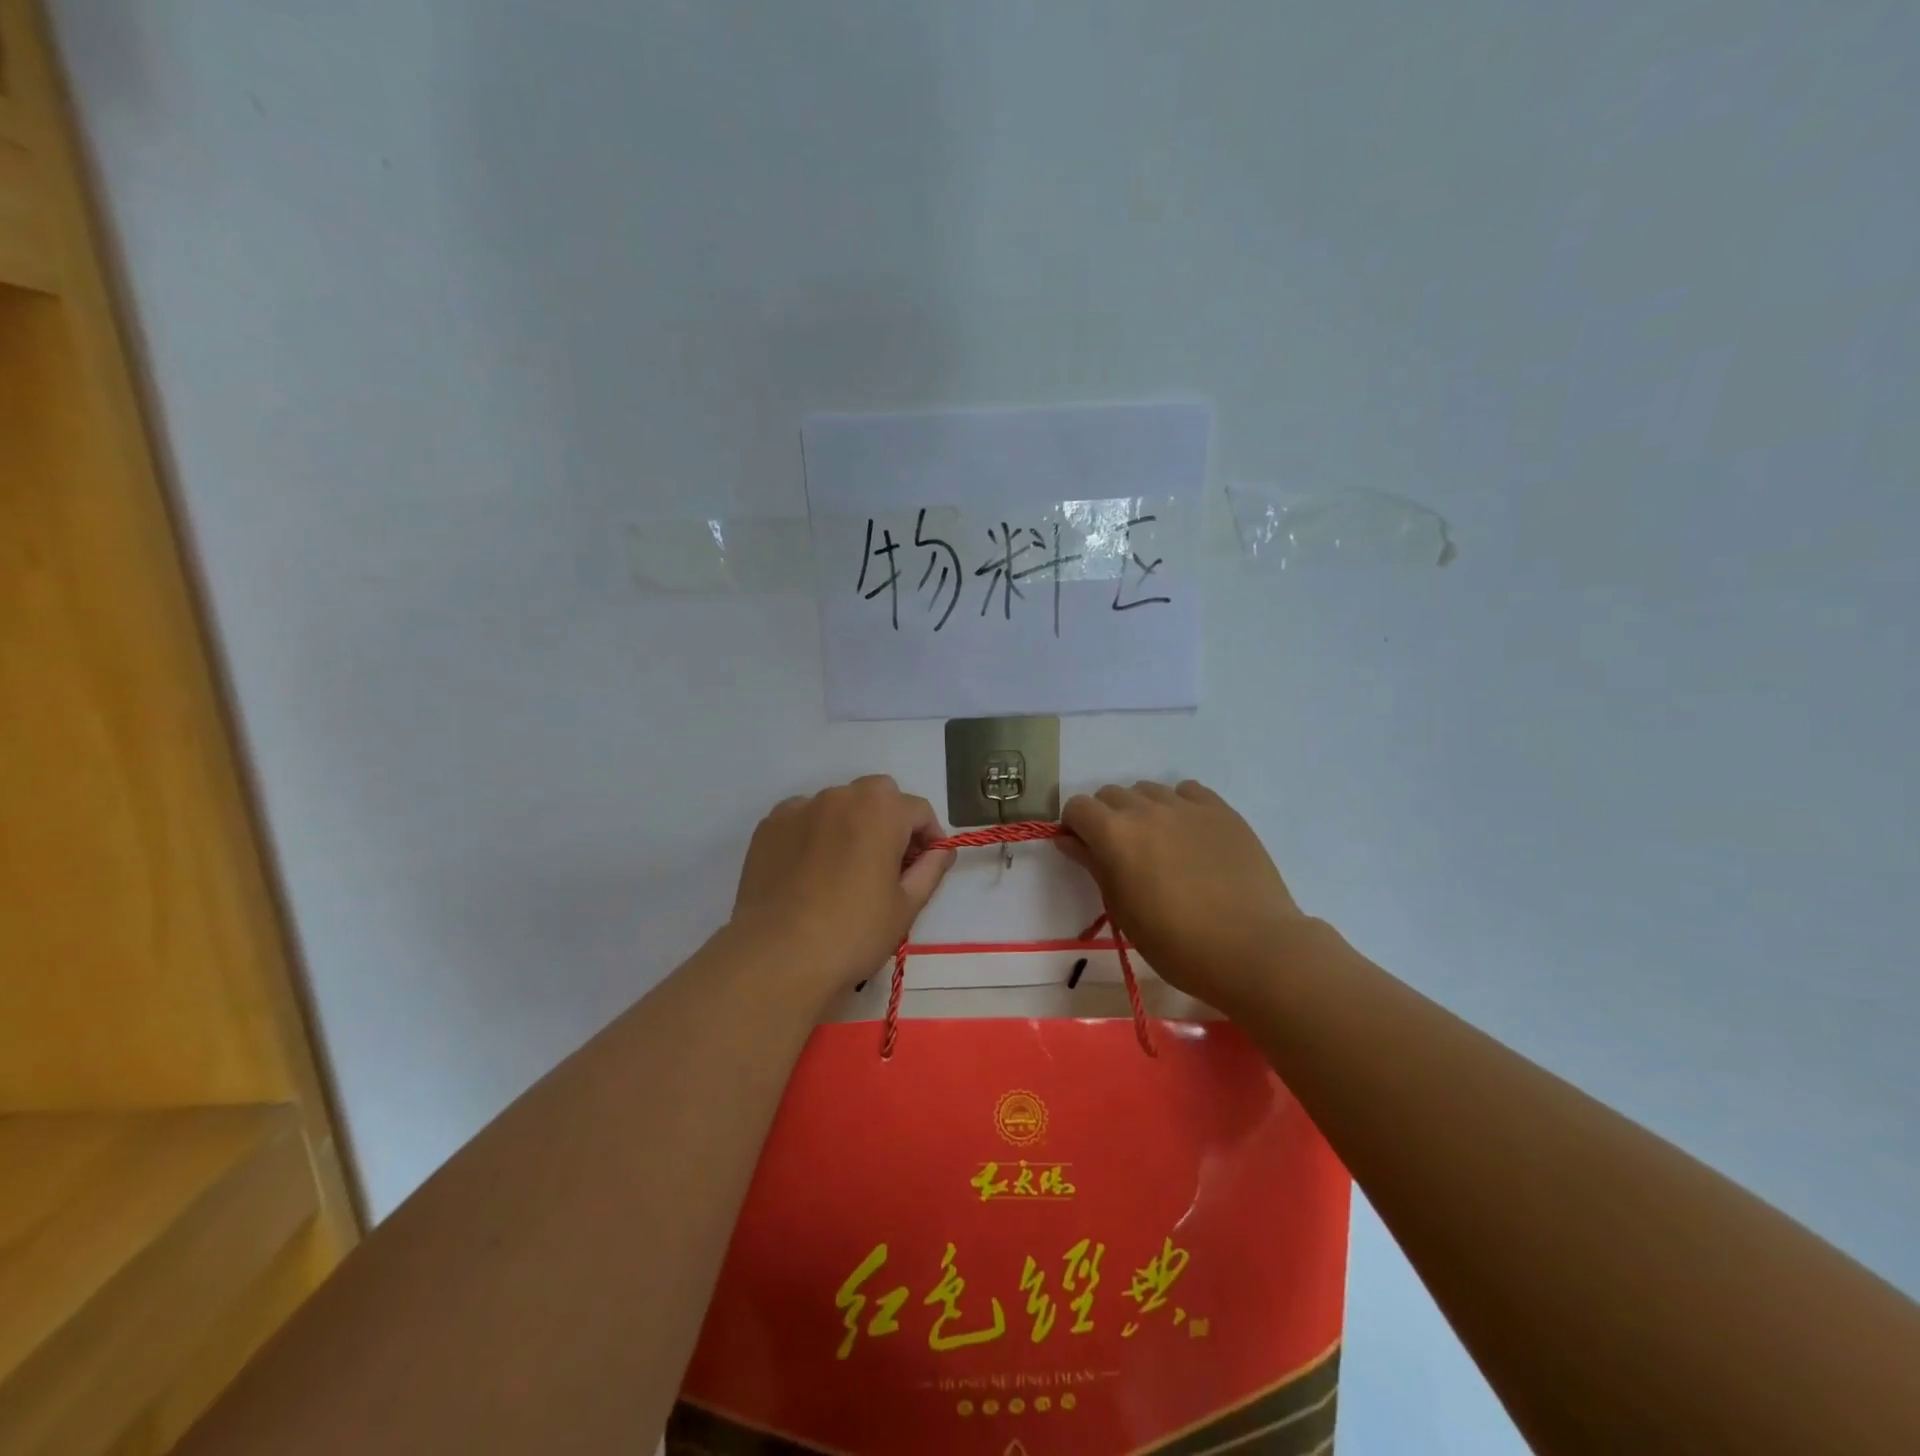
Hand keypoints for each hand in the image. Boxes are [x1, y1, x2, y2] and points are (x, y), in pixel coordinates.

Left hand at [730, 776, 954, 998]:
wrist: (777, 956)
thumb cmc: (853, 932)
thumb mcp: (906, 906)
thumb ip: (930, 869)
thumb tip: (941, 851)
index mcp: (881, 810)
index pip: (918, 810)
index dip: (929, 837)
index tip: (926, 866)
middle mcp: (840, 796)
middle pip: (878, 796)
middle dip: (890, 821)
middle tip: (888, 864)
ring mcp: (800, 808)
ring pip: (838, 805)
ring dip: (851, 824)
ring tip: (845, 869)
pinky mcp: (769, 827)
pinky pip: (803, 819)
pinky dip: (814, 834)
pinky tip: (810, 871)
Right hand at [1056, 780, 1304, 1014]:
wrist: (1253, 949)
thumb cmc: (1176, 943)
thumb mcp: (1123, 910)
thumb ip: (1094, 867)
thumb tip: (1069, 841)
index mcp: (1115, 834)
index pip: (1078, 807)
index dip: (1075, 827)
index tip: (1085, 851)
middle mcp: (1146, 809)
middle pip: (1111, 794)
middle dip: (1106, 818)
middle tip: (1122, 854)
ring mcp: (1187, 806)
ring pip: (1148, 790)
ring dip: (1141, 810)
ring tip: (1159, 845)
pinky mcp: (1221, 810)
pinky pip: (1187, 791)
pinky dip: (1178, 805)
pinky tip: (1189, 835)